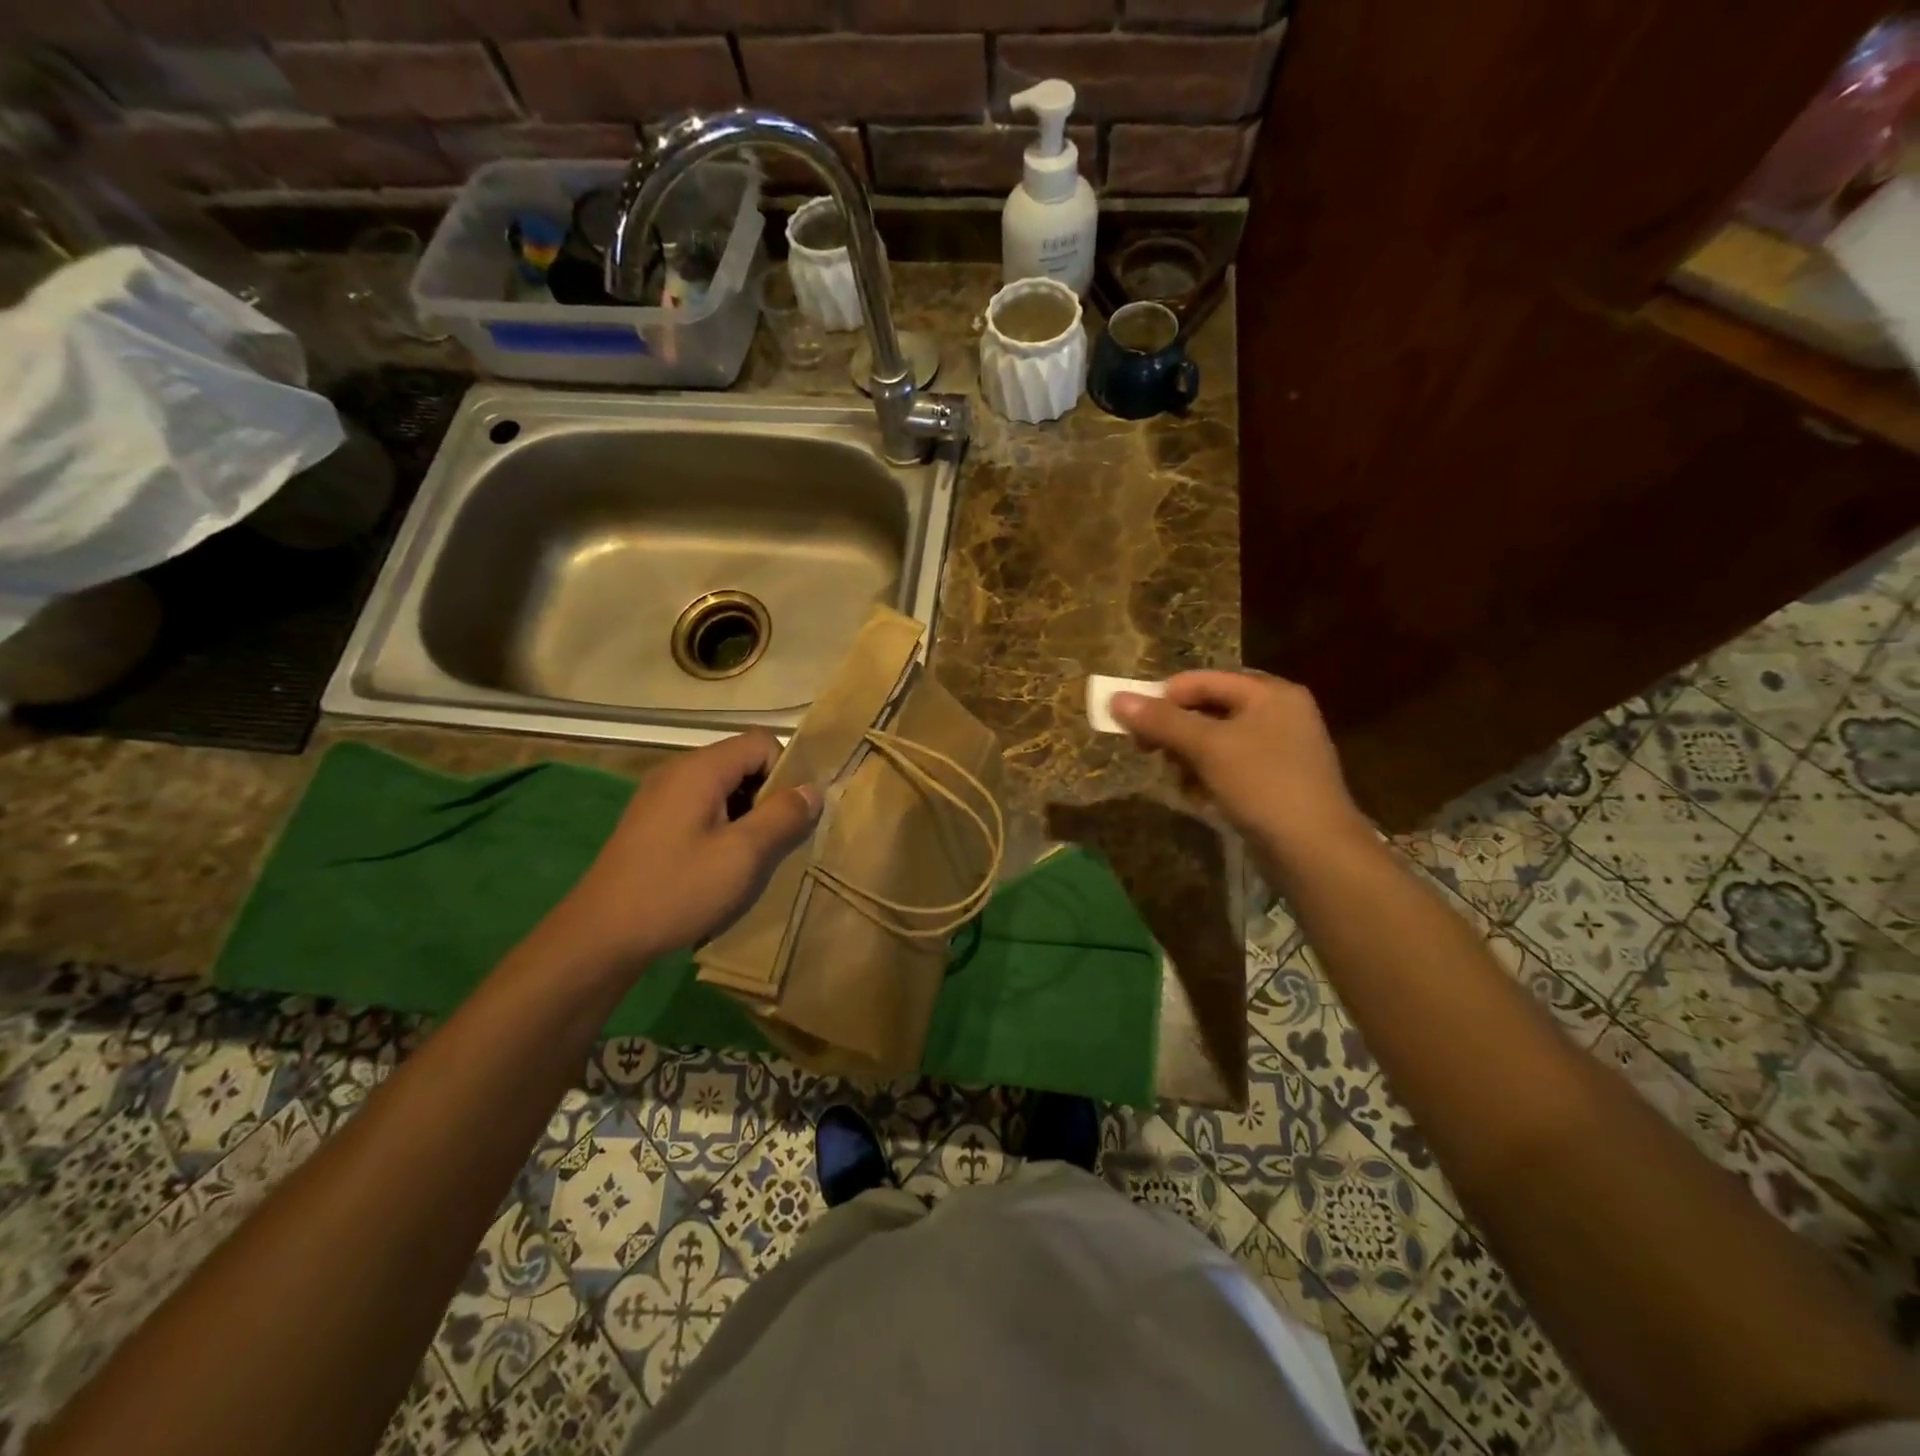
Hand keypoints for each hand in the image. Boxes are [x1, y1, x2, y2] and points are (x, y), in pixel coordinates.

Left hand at [540, 731, 819, 976]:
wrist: (601, 936)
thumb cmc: (677, 890)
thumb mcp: (743, 855)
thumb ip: (783, 816)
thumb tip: (813, 789)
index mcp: (700, 769)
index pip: (761, 743)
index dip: (785, 772)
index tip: (790, 815)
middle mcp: (678, 771)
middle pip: (742, 762)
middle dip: (768, 795)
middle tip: (775, 840)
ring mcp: (660, 796)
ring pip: (723, 787)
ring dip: (747, 814)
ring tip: (751, 856)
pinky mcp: (652, 821)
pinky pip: (701, 807)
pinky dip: (722, 825)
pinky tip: (721, 863)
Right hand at [1110, 670, 1368, 865]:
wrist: (1315, 851)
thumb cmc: (1262, 785)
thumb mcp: (1207, 747)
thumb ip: (1161, 721)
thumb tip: (1116, 699)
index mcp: (1269, 693)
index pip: (1201, 681)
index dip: (1163, 698)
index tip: (1132, 725)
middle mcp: (1278, 713)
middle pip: (1208, 709)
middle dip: (1174, 731)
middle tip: (1147, 752)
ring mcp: (1280, 748)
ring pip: (1216, 741)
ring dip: (1187, 756)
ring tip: (1175, 779)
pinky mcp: (1276, 781)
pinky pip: (1230, 766)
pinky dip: (1208, 776)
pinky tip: (1197, 797)